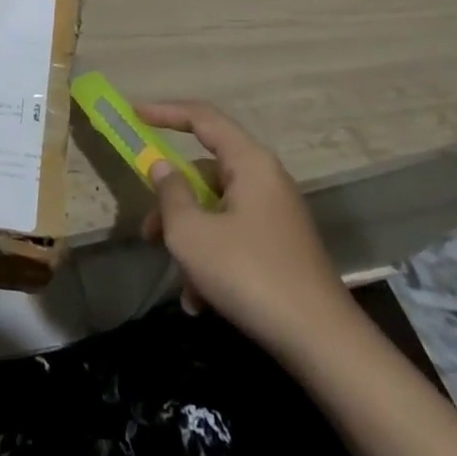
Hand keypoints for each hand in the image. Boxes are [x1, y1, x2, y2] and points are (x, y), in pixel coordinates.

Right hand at [138, 100, 357, 358]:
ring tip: (180, 282)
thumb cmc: (249, 273)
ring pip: (216, 210)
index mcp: (250, 163)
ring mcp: (275, 216)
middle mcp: (266, 180)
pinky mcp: (280, 248)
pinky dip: (212, 260)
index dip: (165, 112)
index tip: (133, 114)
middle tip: (147, 230)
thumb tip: (162, 166)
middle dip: (172, 202)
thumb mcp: (191, 232)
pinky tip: (200, 301)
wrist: (322, 343)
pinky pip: (234, 238)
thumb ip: (170, 192)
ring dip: (190, 239)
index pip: (202, 118)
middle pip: (205, 173)